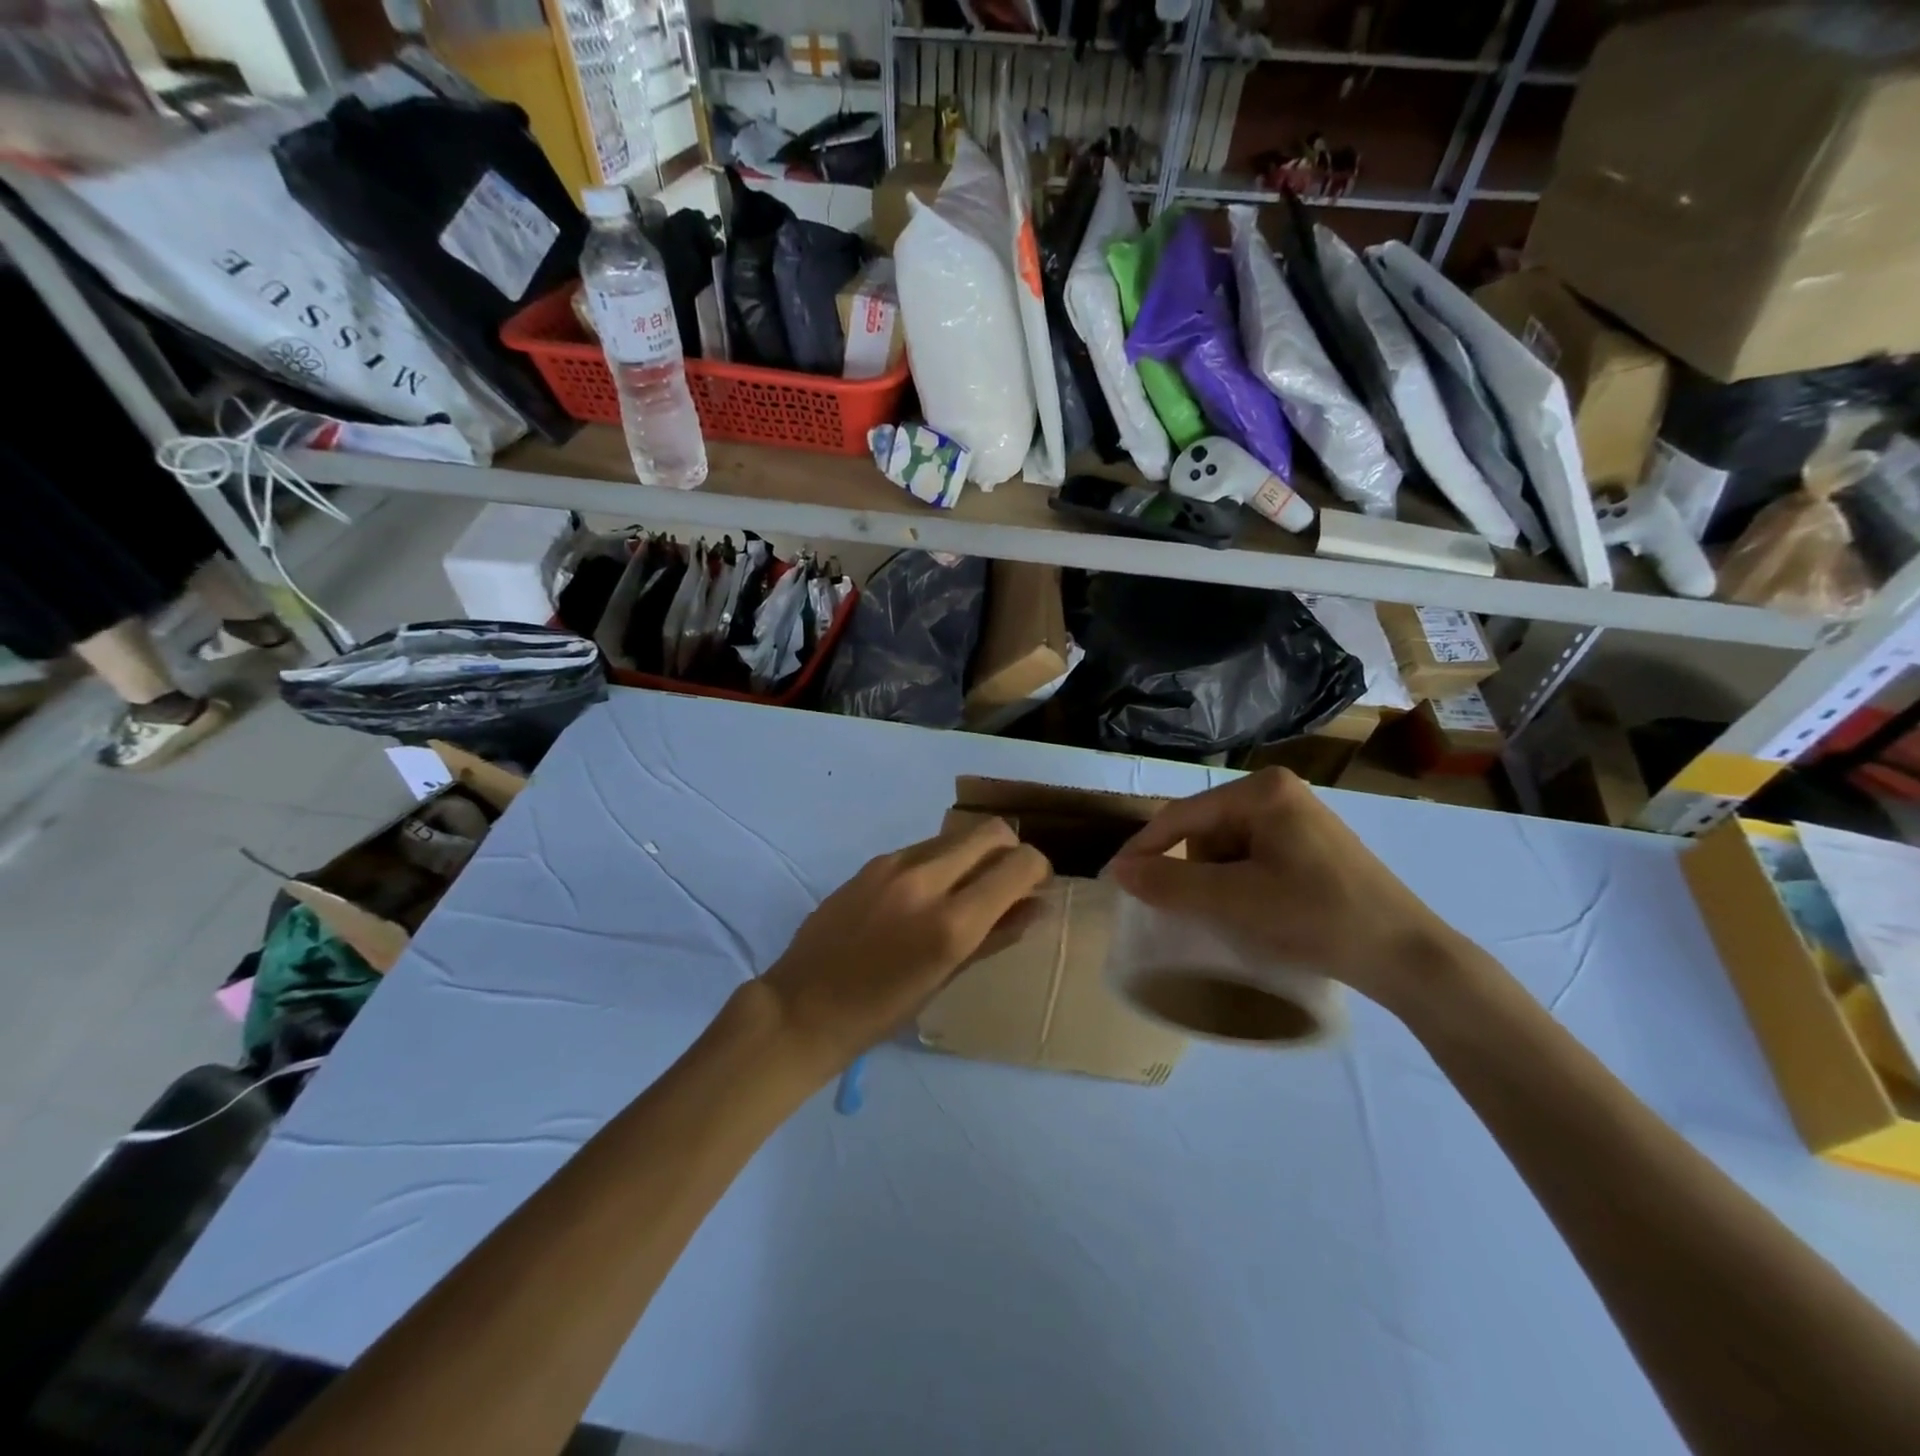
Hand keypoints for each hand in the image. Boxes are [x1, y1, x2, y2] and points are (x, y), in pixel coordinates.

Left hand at [758, 816, 1051, 1079]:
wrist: (802, 1007)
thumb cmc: (880, 1012)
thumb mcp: (945, 979)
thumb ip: (995, 937)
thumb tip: (1035, 907)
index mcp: (950, 922)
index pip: (1018, 864)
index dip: (1037, 869)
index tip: (1034, 888)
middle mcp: (925, 880)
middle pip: (990, 831)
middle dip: (1010, 850)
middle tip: (1006, 882)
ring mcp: (893, 865)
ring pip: (955, 836)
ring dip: (973, 854)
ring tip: (963, 892)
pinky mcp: (872, 863)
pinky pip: (923, 848)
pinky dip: (941, 862)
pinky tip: (925, 896)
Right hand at [1107, 768, 1467, 1010]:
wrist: (1407, 957)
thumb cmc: (1317, 917)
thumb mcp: (1234, 901)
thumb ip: (1170, 882)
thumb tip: (1118, 870)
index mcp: (1262, 791)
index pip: (1183, 815)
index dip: (1145, 847)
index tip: (1117, 880)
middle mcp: (1279, 792)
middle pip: (1205, 829)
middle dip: (1190, 870)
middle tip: (1187, 911)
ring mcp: (1299, 817)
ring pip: (1227, 846)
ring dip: (1215, 881)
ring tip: (1230, 917)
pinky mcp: (1311, 844)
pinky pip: (1253, 857)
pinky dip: (1240, 883)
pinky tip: (1255, 913)